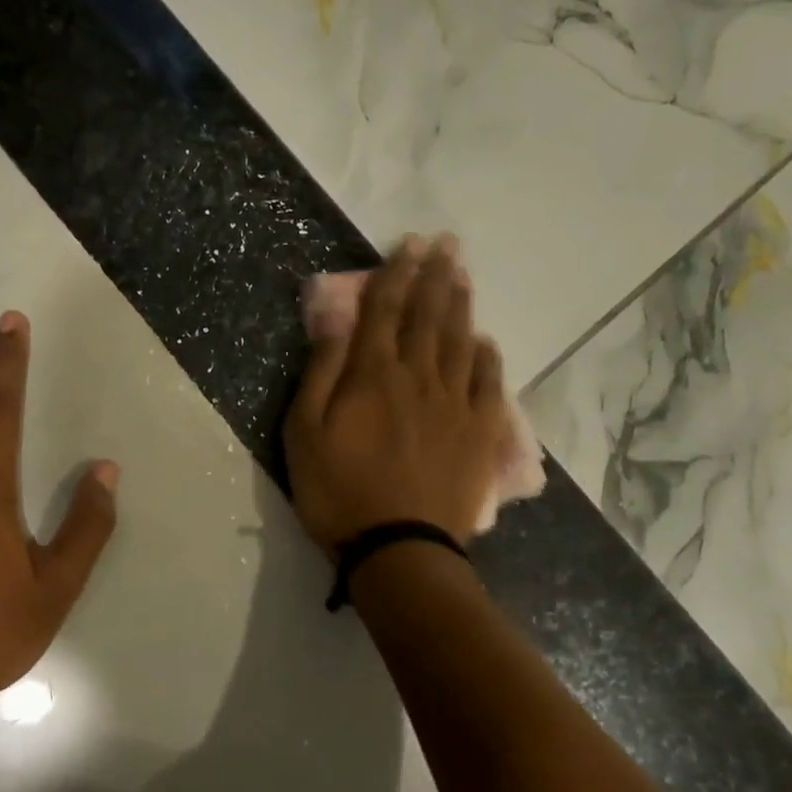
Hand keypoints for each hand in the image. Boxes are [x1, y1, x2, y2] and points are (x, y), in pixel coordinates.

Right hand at [283, 237, 505, 550]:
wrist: (398, 548)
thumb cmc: (338, 491)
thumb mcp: (304, 432)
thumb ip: (321, 372)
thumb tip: (336, 320)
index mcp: (373, 375)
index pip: (386, 310)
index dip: (396, 273)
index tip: (408, 244)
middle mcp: (419, 377)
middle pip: (428, 316)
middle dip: (435, 275)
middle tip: (446, 243)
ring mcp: (454, 404)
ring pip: (459, 341)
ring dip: (460, 304)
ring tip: (462, 274)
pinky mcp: (478, 433)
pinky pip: (487, 384)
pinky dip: (485, 357)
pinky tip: (484, 341)